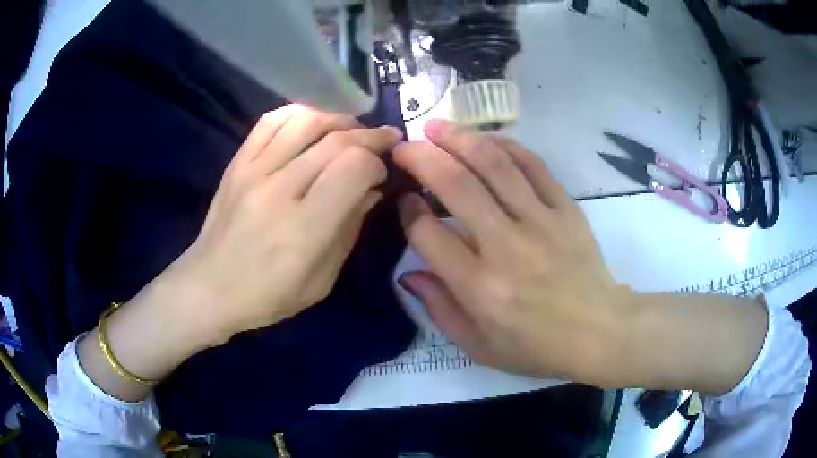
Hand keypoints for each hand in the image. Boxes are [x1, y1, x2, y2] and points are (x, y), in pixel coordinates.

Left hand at [166, 104, 402, 343]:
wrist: (209, 287)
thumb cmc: (267, 295)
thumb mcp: (321, 281)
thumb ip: (349, 231)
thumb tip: (371, 190)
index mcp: (304, 229)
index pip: (353, 169)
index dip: (376, 164)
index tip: (380, 175)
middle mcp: (279, 191)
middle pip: (336, 141)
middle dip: (370, 136)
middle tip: (385, 141)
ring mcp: (253, 172)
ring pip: (306, 121)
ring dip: (339, 120)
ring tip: (352, 130)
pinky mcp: (237, 163)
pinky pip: (271, 121)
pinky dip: (300, 114)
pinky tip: (314, 124)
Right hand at [394, 120, 634, 381]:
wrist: (600, 332)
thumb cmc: (536, 347)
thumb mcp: (478, 346)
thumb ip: (439, 308)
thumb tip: (409, 273)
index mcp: (479, 287)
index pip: (428, 234)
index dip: (408, 211)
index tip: (404, 200)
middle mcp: (506, 246)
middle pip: (455, 185)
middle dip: (421, 158)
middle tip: (404, 147)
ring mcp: (540, 221)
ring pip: (493, 164)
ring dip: (459, 139)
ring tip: (436, 127)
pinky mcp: (566, 208)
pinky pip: (533, 165)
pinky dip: (505, 146)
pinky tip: (486, 140)